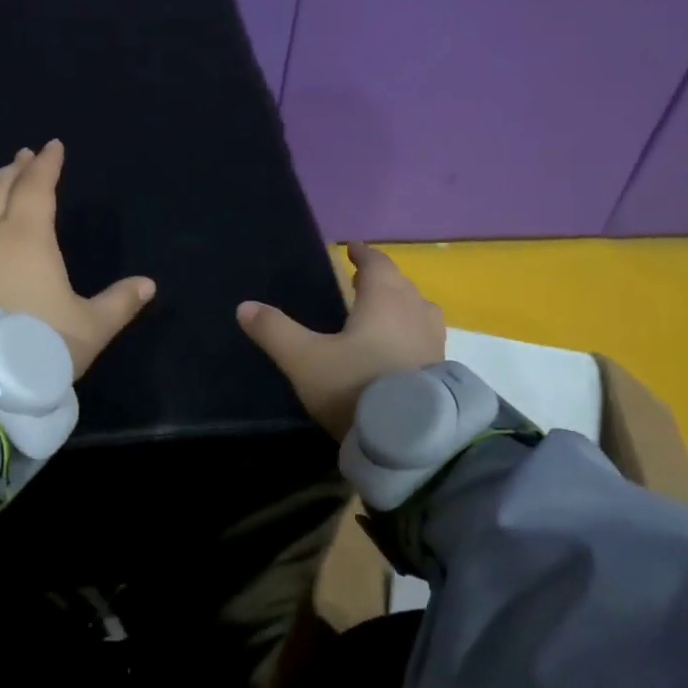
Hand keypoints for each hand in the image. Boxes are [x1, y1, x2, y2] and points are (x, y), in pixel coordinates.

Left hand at [0, 140, 155, 377]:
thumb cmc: (36, 344)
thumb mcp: (89, 327)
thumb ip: (119, 303)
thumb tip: (148, 285)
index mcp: (27, 236)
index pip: (37, 187)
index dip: (47, 165)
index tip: (53, 146)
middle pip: (1, 189)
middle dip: (16, 170)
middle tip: (24, 157)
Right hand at [237, 243, 444, 440]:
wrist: (412, 439)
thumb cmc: (356, 385)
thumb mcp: (305, 359)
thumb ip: (275, 331)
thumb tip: (244, 306)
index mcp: (384, 299)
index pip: (377, 264)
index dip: (364, 254)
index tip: (353, 249)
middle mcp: (415, 312)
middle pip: (400, 284)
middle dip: (381, 279)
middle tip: (361, 280)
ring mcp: (433, 342)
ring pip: (418, 310)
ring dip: (401, 306)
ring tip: (382, 313)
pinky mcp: (443, 371)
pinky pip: (425, 338)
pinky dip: (411, 333)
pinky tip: (399, 350)